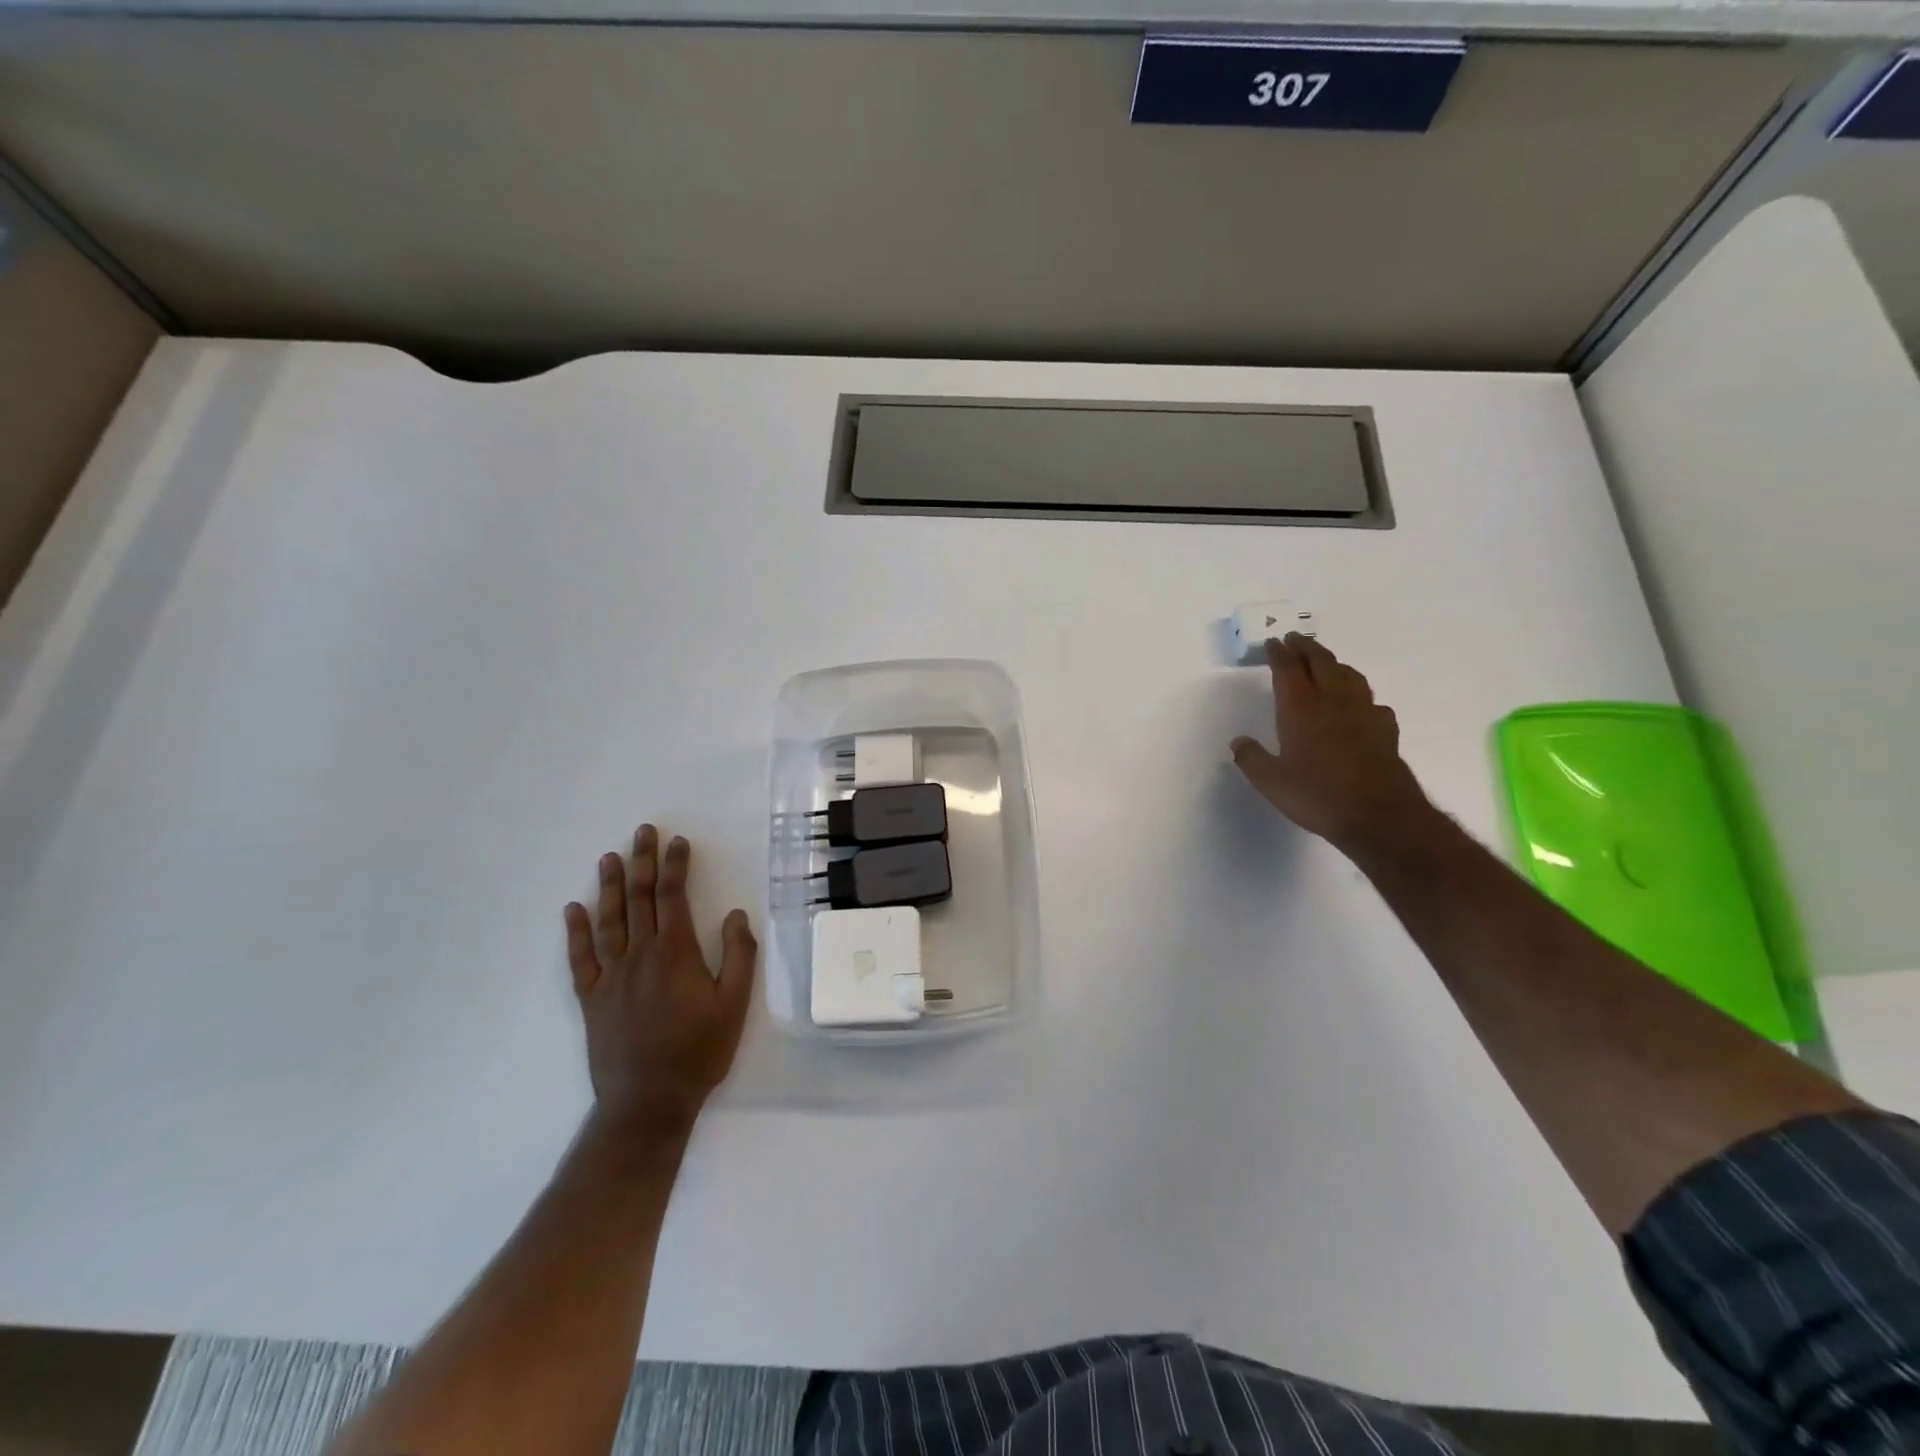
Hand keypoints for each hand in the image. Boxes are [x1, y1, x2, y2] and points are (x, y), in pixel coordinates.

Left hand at [563, 826, 755, 1134]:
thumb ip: (738, 955)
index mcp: (676, 953)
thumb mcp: (735, 1003)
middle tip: (642, 832)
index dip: (676, 866)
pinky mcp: (591, 998)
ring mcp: (611, 976)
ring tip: (609, 858)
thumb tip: (735, 914)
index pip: (674, 897)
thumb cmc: (699, 1050)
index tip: (678, 841)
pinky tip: (573, 910)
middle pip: (640, 899)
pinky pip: (580, 958)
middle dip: (643, 862)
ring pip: (609, 921)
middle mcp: (640, 955)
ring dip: (610, 887)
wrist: (649, 1100)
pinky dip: (575, 932)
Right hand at [1231, 635, 1434, 855]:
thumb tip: (1239, 741)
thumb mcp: (1271, 782)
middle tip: (1296, 639)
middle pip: (1321, 662)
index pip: (1287, 670)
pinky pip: (1373, 702)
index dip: (1278, 654)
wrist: (1378, 815)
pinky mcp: (1385, 730)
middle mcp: (1333, 702)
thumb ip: (1251, 758)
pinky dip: (1362, 696)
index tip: (1273, 642)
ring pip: (1350, 676)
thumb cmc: (1317, 795)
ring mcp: (1363, 713)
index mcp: (1300, 709)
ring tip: (1326, 662)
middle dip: (1306, 648)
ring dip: (1335, 663)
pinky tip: (1360, 705)